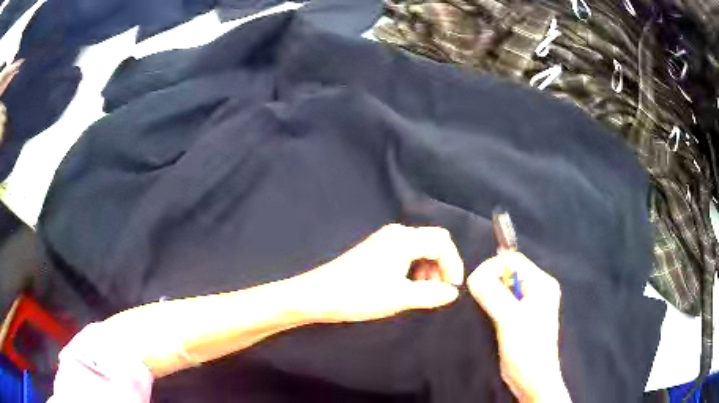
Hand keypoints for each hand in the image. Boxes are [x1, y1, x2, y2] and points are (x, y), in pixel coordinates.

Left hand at [295, 224, 464, 322]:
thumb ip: (431, 294)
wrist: (318, 295)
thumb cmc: (359, 295)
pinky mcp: (377, 249)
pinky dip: (415, 268)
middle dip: (443, 265)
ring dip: (430, 268)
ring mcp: (385, 240)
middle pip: (433, 242)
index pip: (442, 242)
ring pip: (420, 248)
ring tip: (424, 292)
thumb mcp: (400, 298)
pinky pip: (407, 253)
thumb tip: (453, 293)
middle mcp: (396, 233)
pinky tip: (408, 286)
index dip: (454, 265)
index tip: (453, 289)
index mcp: (404, 239)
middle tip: (440, 291)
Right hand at [467, 252, 570, 402]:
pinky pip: (504, 299)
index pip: (513, 259)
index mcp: (542, 283)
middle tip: (479, 299)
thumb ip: (492, 294)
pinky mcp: (522, 315)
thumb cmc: (526, 348)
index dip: (492, 267)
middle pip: (509, 271)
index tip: (475, 285)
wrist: (532, 379)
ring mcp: (531, 302)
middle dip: (491, 281)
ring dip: (490, 294)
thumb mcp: (509, 319)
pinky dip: (493, 303)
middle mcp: (538, 288)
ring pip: (504, 286)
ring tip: (484, 310)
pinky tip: (488, 316)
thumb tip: (473, 275)